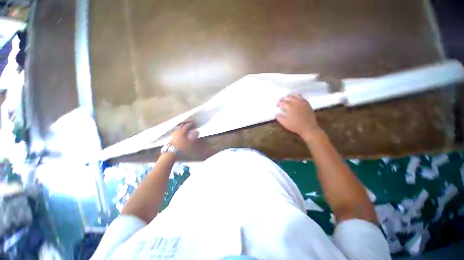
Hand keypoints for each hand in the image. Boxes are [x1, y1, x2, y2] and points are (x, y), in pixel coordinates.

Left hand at [169, 122, 198, 151]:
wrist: (172, 152)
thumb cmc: (182, 147)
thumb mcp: (191, 142)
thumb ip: (194, 136)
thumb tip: (197, 132)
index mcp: (182, 131)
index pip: (187, 125)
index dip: (192, 124)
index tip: (195, 123)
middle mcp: (178, 130)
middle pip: (182, 125)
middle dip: (186, 124)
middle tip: (190, 124)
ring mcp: (174, 133)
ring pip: (179, 127)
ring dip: (183, 127)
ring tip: (186, 128)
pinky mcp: (172, 137)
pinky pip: (177, 131)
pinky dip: (180, 130)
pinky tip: (181, 133)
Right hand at [276, 93, 320, 139]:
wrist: (308, 128)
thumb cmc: (296, 126)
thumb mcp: (285, 123)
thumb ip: (279, 118)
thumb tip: (276, 114)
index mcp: (290, 107)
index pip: (283, 103)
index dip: (279, 103)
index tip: (277, 105)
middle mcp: (296, 103)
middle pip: (289, 97)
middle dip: (283, 98)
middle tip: (280, 100)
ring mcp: (302, 103)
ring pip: (296, 95)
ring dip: (291, 95)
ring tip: (288, 96)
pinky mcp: (307, 104)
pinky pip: (302, 97)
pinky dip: (298, 96)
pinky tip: (296, 98)